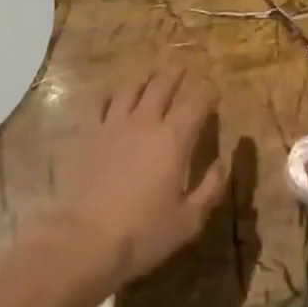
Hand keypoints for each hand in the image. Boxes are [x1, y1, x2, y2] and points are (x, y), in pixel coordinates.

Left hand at [37, 65, 226, 297]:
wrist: (84, 239)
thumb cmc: (143, 233)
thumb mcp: (189, 220)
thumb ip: (210, 189)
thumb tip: (223, 164)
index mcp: (174, 140)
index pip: (196, 105)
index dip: (207, 95)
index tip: (214, 92)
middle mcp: (144, 123)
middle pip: (162, 86)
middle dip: (175, 75)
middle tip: (182, 67)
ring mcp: (113, 126)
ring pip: (131, 89)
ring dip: (144, 78)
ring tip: (151, 74)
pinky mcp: (89, 135)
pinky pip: (101, 104)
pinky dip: (111, 96)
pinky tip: (113, 97)